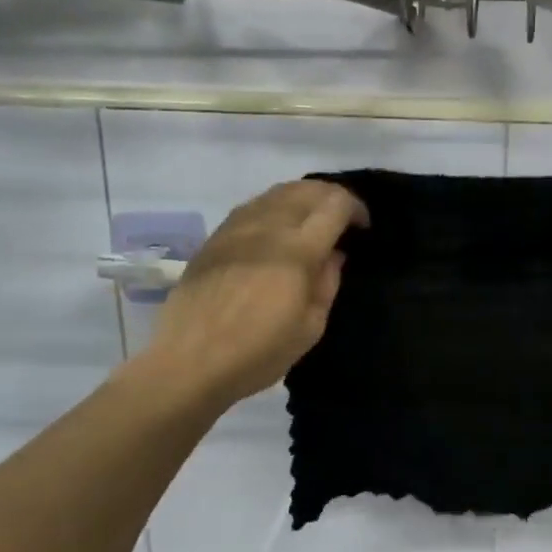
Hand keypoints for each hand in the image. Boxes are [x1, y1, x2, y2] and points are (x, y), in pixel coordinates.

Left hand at [131, 180, 367, 412]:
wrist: (189, 362)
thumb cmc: (258, 352)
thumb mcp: (310, 327)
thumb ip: (327, 283)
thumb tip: (334, 255)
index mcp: (297, 250)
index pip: (335, 204)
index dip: (356, 208)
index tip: (362, 227)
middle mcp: (268, 227)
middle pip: (306, 189)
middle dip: (331, 196)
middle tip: (342, 219)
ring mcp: (237, 228)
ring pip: (277, 192)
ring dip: (303, 197)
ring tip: (311, 220)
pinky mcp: (215, 237)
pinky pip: (253, 206)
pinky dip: (275, 207)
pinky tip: (277, 228)